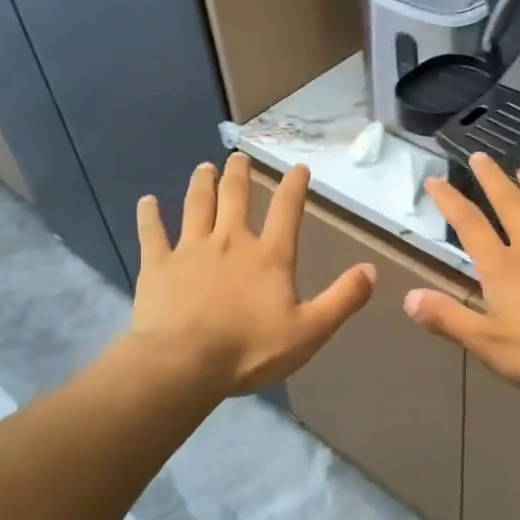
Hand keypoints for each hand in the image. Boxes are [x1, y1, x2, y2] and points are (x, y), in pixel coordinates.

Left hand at [131, 154, 374, 395]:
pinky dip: (150, 215)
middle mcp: (230, 241)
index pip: (286, 211)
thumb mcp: (310, 330)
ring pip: (196, 206)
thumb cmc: (251, 349)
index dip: (295, 186)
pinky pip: (153, 233)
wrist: (185, 363)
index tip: (298, 167)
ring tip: (204, 167)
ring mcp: (190, 250)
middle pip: (235, 197)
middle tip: (238, 157)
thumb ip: (343, 299)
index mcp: (269, 256)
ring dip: (201, 184)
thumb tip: (372, 270)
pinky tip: (147, 201)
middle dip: (239, 174)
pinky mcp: (158, 265)